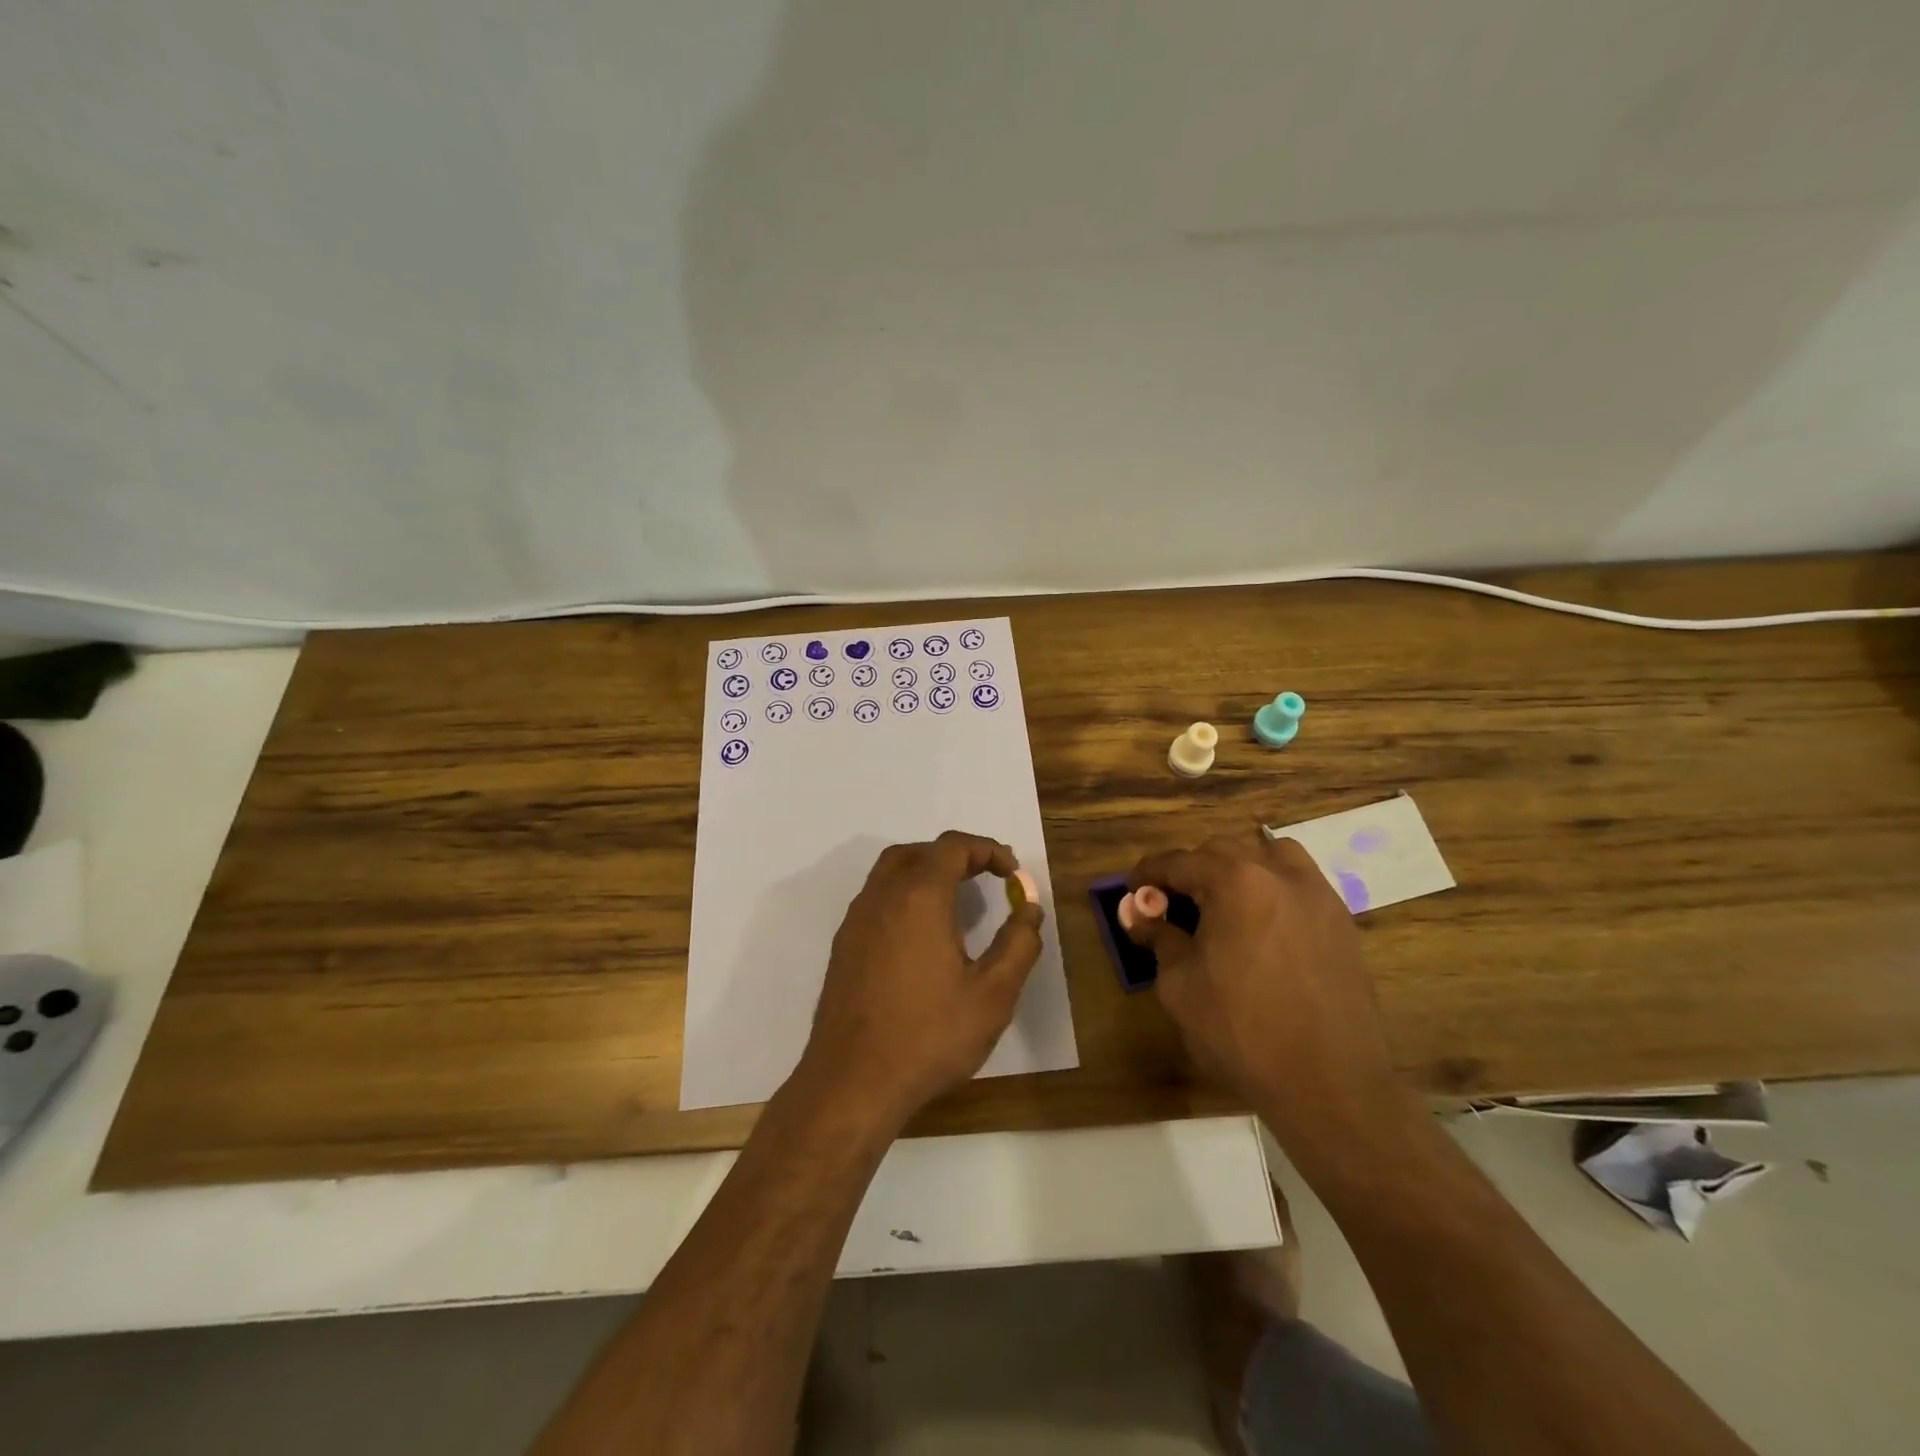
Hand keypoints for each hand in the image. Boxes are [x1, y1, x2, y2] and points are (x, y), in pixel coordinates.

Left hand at [797, 831, 1044, 1127]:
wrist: (852, 1082)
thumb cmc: (929, 1036)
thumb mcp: (993, 995)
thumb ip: (1018, 944)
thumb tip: (1029, 909)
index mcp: (919, 897)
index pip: (953, 847)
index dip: (987, 850)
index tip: (1012, 872)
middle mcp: (882, 897)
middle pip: (918, 852)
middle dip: (956, 855)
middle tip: (986, 876)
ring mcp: (857, 920)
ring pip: (891, 872)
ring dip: (926, 872)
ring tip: (957, 899)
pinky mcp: (844, 945)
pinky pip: (877, 899)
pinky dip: (905, 895)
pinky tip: (922, 934)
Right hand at [1127, 829, 1406, 1163]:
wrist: (1330, 1085)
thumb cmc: (1242, 1031)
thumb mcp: (1180, 985)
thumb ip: (1158, 937)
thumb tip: (1138, 913)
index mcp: (1235, 882)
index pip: (1179, 861)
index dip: (1149, 873)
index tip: (1133, 891)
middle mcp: (1279, 874)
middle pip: (1223, 853)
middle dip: (1191, 872)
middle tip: (1172, 905)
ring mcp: (1318, 896)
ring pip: (1270, 857)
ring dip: (1239, 870)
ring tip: (1224, 906)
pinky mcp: (1343, 924)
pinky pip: (1299, 886)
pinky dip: (1273, 891)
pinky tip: (1261, 929)